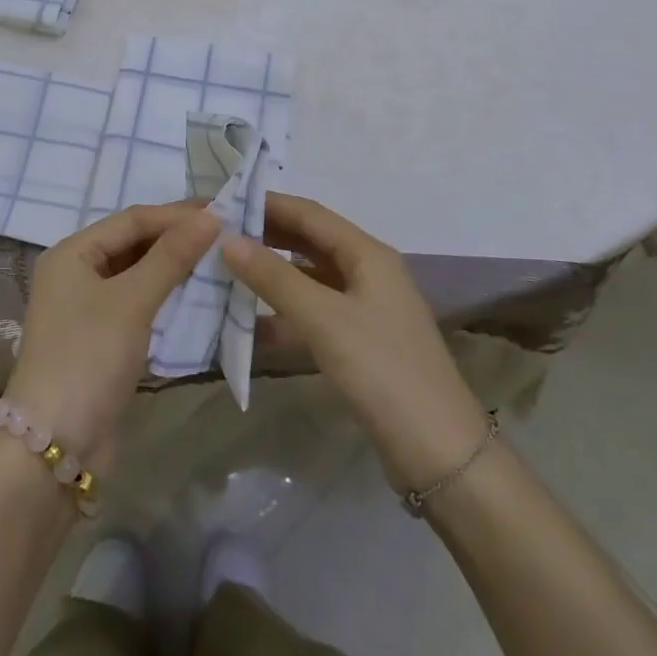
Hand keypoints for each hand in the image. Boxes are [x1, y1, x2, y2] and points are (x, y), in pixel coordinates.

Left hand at [3, 202, 217, 471]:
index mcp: (72, 253)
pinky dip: (165, 295)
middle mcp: (75, 273)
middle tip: (224, 233)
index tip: (222, 213)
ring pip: (136, 273)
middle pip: (133, 243)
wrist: (54, 446)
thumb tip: (212, 217)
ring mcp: (86, 308)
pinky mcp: (100, 339)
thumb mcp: (132, 301)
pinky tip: (195, 295)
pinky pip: (137, 303)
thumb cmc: (89, 357)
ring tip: (217, 259)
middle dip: (176, 238)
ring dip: (173, 266)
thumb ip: (171, 257)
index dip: (176, 215)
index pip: (132, 220)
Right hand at [221, 193, 488, 493]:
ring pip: (309, 279)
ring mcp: (365, 309)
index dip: (267, 204)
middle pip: (309, 242)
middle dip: (266, 237)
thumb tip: (227, 239)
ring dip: (271, 275)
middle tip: (217, 236)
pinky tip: (250, 325)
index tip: (223, 203)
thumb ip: (274, 277)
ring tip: (225, 273)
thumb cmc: (382, 370)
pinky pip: (314, 314)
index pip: (309, 213)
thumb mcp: (323, 319)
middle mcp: (368, 272)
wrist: (439, 452)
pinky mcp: (360, 343)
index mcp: (367, 253)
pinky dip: (284, 314)